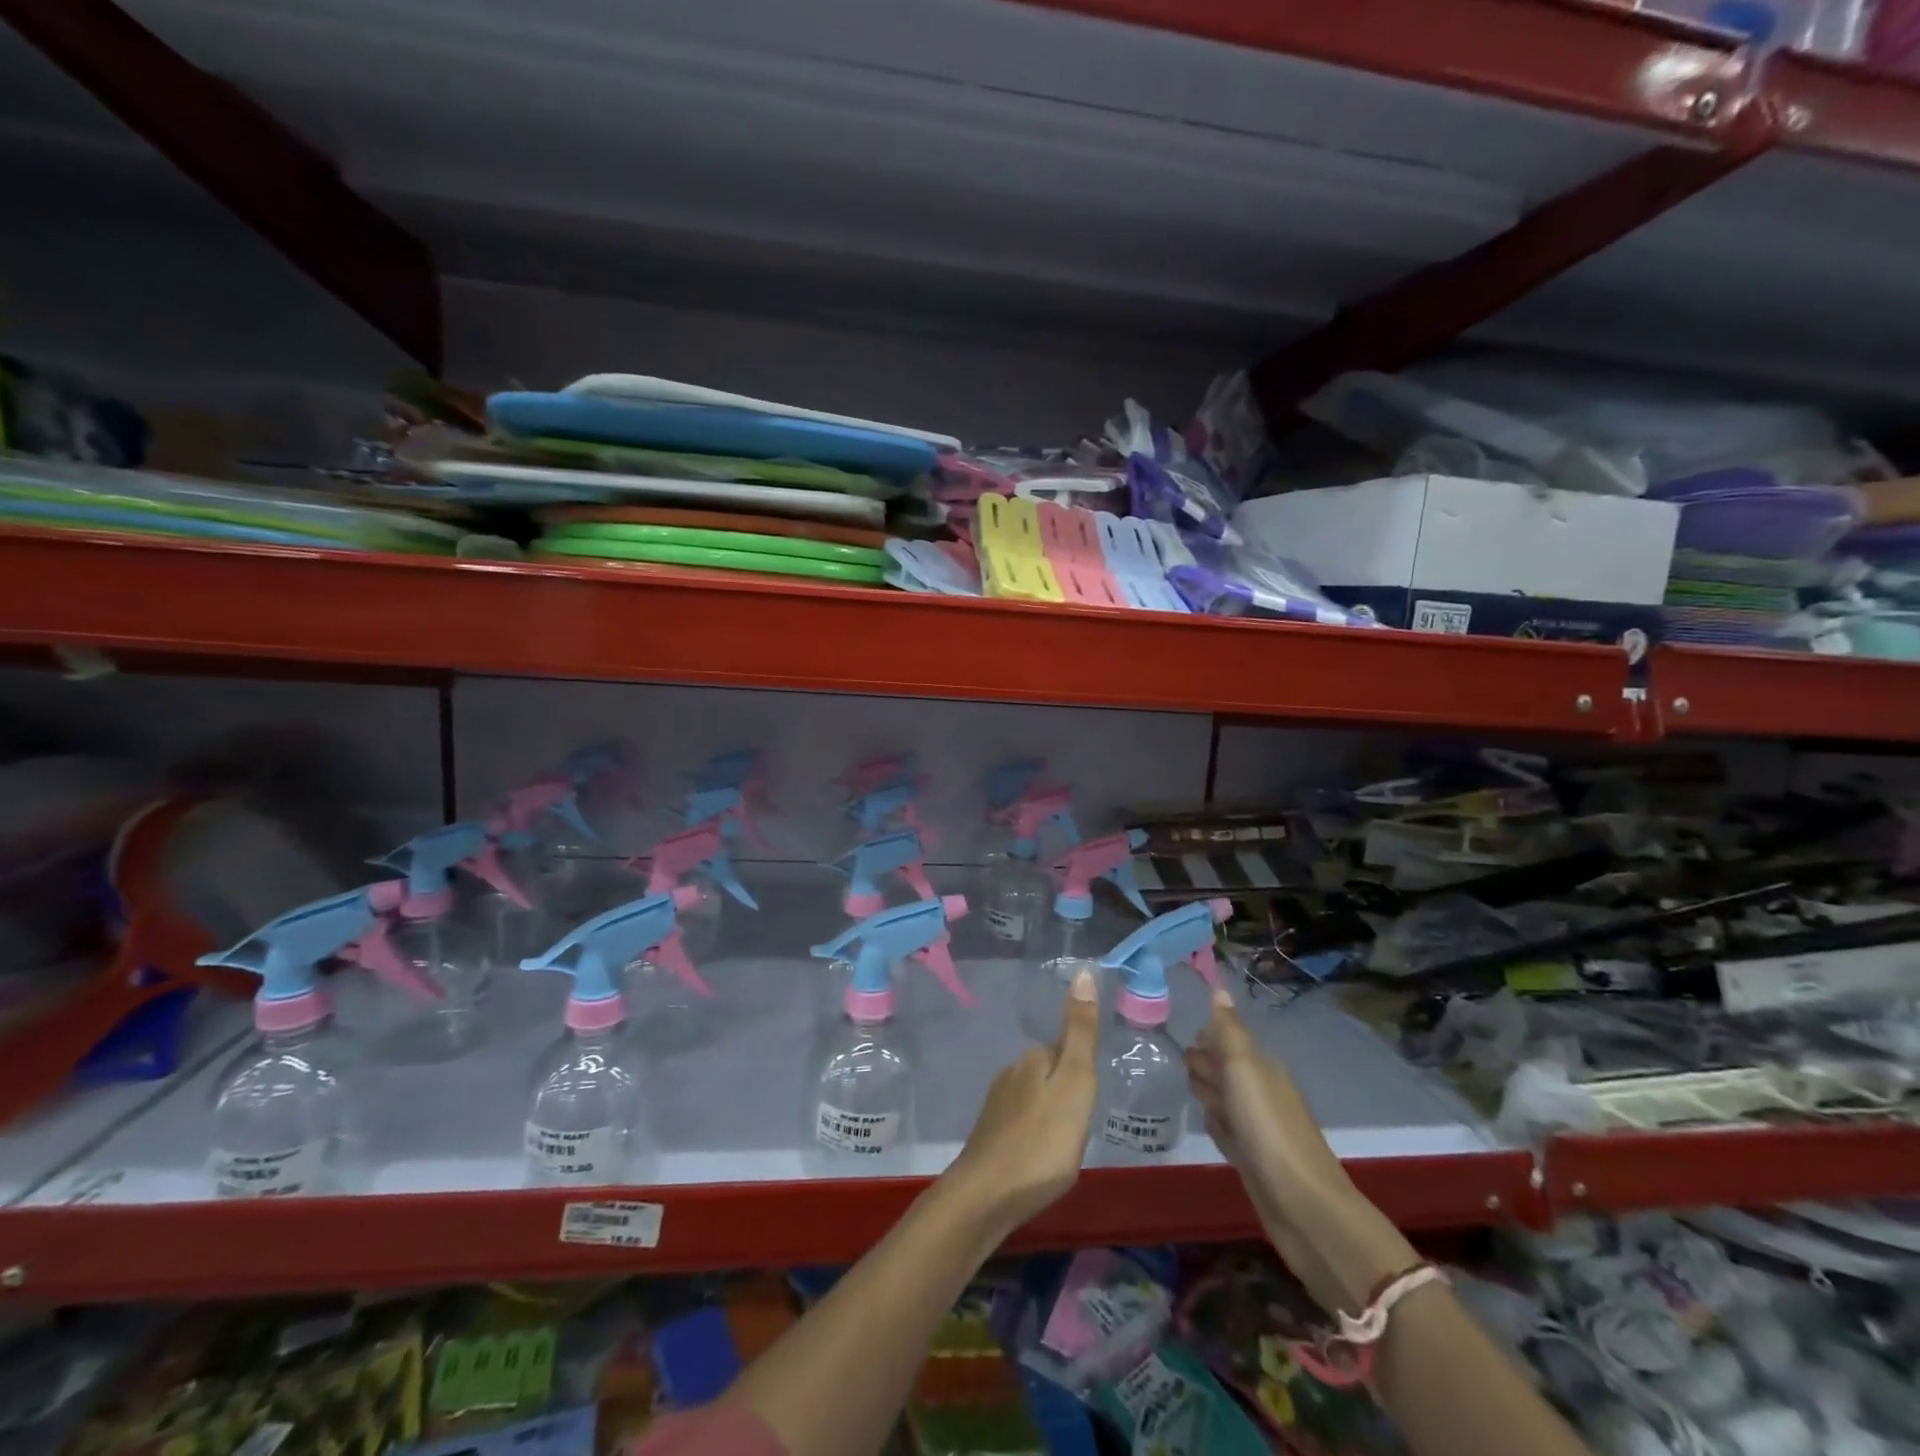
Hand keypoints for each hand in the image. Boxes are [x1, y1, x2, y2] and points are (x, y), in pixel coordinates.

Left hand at [945, 967, 1099, 1239]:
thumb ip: (1080, 1032)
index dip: (1082, 1067)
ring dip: (1051, 1112)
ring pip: (1033, 1098)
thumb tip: (1081, 971)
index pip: (1065, 1048)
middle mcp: (1010, 1074)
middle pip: (1048, 1072)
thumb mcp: (1075, 1083)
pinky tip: (1042, 1157)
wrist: (986, 1197)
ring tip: (1068, 1142)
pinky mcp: (990, 1138)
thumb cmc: (1042, 1141)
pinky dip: (1036, 1134)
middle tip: (1086, 1119)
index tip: (1095, 1091)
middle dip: (1067, 1089)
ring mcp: (996, 1107)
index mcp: (1033, 1060)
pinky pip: (1022, 1124)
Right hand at [1186, 989, 1415, 1314]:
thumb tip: (1219, 989)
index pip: (1229, 1040)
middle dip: (1203, 1061)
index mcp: (1263, 1069)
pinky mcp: (1252, 1160)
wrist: (1303, 1207)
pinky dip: (1215, 1124)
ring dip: (1207, 1090)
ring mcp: (1257, 1129)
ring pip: (1226, 1099)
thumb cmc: (1269, 1129)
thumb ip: (1228, 1032)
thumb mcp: (1244, 1070)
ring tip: (1181, 1083)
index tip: (1178, 1031)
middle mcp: (1262, 1093)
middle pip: (1226, 1068)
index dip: (1206, 1036)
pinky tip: (1204, 1122)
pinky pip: (1227, 1131)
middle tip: (1172, 1057)